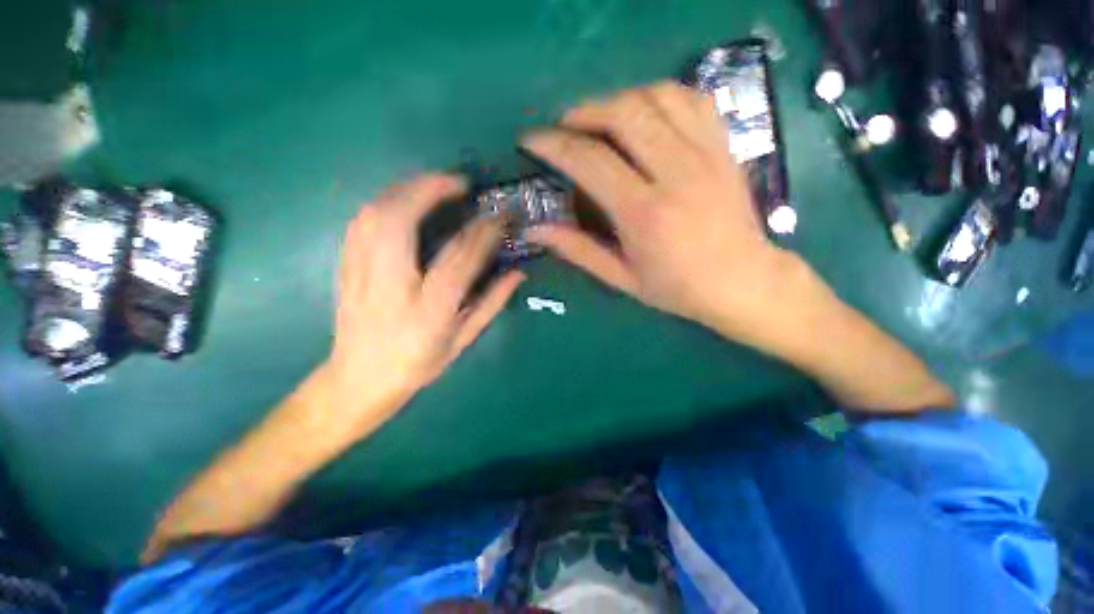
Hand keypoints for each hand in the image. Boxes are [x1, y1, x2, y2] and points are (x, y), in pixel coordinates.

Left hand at [325, 173, 523, 434]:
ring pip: (375, 215)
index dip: (481, 231)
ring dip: (405, 190)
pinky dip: (384, 202)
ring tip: (432, 184)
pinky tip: (401, 199)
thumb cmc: (417, 363)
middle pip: (401, 222)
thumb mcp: (462, 340)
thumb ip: (491, 304)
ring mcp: (361, 274)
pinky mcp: (346, 267)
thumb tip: (517, 273)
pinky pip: (360, 223)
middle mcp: (391, 286)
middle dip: (430, 191)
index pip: (459, 258)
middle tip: (458, 181)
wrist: (359, 379)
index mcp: (428, 310)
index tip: (498, 214)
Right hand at [522, 81, 808, 338]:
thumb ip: (578, 250)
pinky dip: (659, 96)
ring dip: (619, 100)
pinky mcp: (723, 146)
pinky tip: (645, 114)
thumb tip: (535, 230)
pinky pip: (690, 99)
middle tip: (566, 127)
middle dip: (584, 112)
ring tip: (601, 120)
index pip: (590, 161)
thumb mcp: (621, 278)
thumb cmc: (676, 287)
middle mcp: (675, 174)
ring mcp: (705, 154)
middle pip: (624, 114)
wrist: (742, 281)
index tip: (532, 141)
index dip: (554, 145)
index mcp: (644, 214)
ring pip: (656, 97)